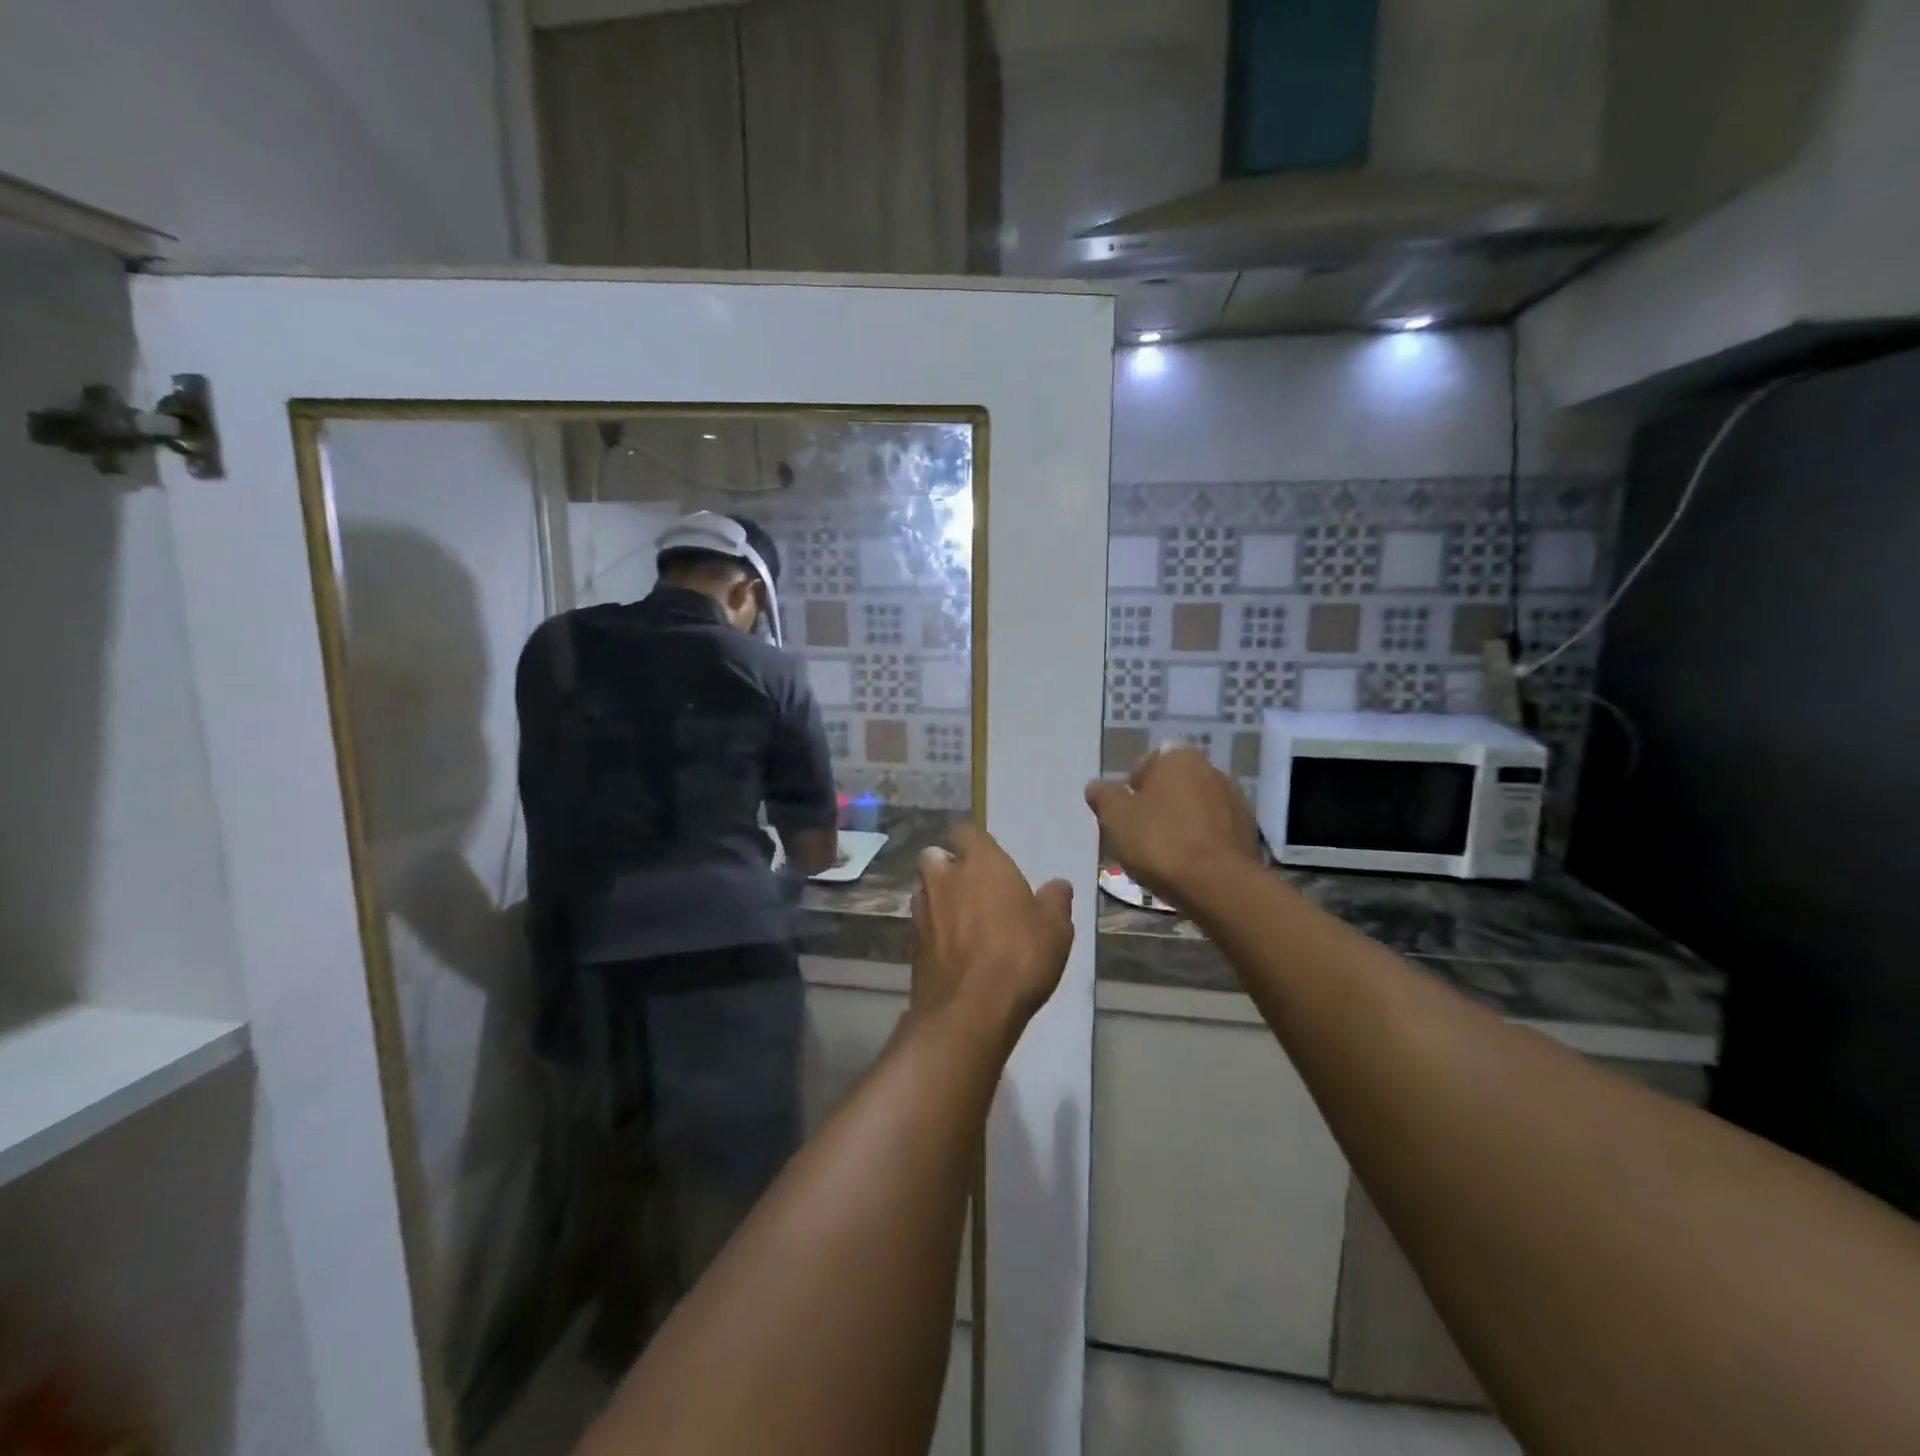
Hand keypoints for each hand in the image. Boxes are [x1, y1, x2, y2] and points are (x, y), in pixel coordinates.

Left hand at [910, 824, 1074, 1047]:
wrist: (971, 1010)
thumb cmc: (1019, 956)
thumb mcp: (1055, 928)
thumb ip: (1055, 901)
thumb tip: (1059, 885)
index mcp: (980, 863)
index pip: (964, 832)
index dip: (973, 843)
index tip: (988, 859)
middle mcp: (945, 879)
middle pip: (933, 856)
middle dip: (946, 865)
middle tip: (970, 886)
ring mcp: (923, 911)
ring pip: (922, 889)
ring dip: (936, 896)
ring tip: (959, 917)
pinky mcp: (912, 944)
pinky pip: (920, 924)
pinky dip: (932, 929)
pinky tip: (951, 948)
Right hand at [1085, 744, 1257, 907]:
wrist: (1218, 885)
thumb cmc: (1160, 842)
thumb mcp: (1116, 819)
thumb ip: (1104, 798)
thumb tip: (1095, 786)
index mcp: (1179, 758)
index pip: (1149, 761)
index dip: (1133, 785)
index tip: (1125, 811)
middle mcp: (1211, 770)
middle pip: (1175, 783)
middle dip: (1159, 802)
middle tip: (1140, 831)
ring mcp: (1234, 800)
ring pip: (1196, 806)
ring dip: (1181, 821)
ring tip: (1164, 852)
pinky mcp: (1248, 831)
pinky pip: (1214, 829)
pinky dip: (1201, 839)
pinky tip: (1188, 863)